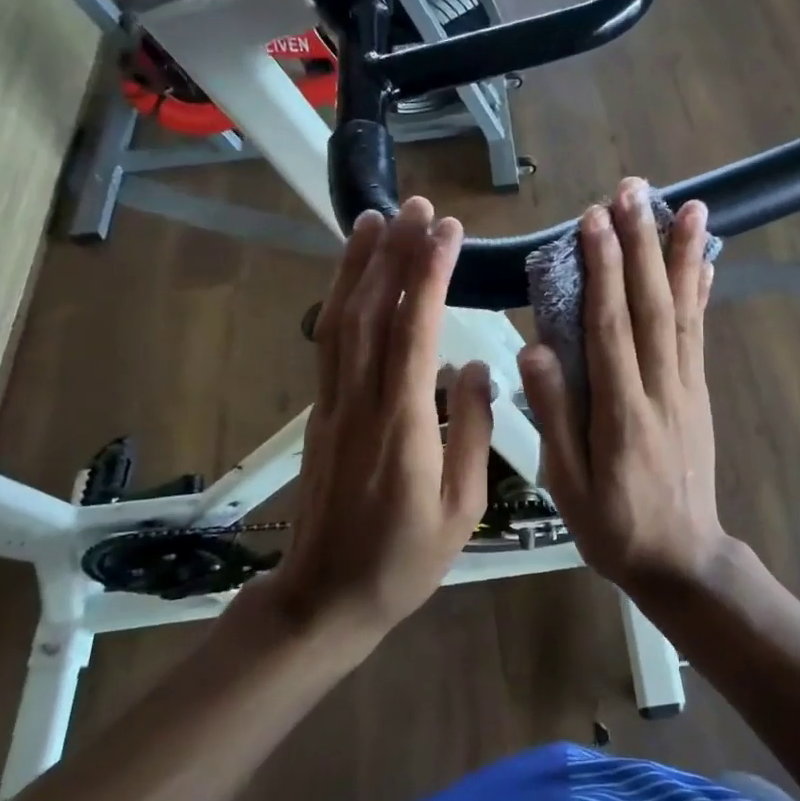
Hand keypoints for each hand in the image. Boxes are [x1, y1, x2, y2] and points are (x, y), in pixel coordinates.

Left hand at [244, 199, 492, 644]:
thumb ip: (473, 431)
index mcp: (402, 426)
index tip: (447, 231)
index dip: (428, 275)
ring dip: (358, 266)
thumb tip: (477, 367)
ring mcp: (333, 404)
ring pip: (340, 321)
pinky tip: (353, 277)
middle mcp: (361, 402)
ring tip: (377, 219)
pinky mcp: (322, 411)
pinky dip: (339, 300)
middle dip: (394, 253)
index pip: (413, 332)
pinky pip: (329, 343)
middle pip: (371, 313)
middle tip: (416, 205)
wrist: (328, 596)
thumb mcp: (461, 507)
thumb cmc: (405, 559)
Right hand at [519, 178, 728, 590]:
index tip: (594, 221)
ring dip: (681, 257)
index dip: (602, 270)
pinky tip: (704, 263)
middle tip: (634, 191)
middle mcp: (660, 388)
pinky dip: (701, 294)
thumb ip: (554, 416)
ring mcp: (686, 388)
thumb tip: (532, 349)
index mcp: (621, 411)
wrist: (681, 559)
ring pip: (683, 312)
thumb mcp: (567, 485)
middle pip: (649, 306)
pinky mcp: (699, 393)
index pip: (608, 327)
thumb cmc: (612, 525)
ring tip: (686, 207)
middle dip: (641, 244)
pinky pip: (699, 335)